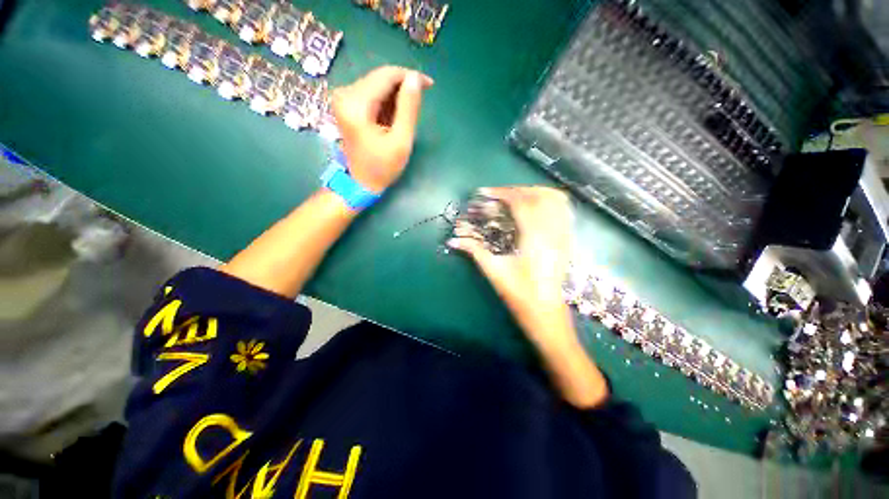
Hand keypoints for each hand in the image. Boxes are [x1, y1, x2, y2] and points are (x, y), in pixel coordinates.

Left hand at [332, 66, 432, 192]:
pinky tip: (392, 120)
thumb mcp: (401, 141)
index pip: (386, 76)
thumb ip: (409, 108)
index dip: (409, 76)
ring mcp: (344, 99)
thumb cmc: (382, 167)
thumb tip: (415, 78)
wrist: (360, 183)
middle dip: (402, 88)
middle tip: (419, 106)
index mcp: (356, 104)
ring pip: (377, 85)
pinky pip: (371, 95)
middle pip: (380, 78)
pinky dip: (386, 104)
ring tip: (404, 119)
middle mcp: (345, 94)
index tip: (429, 85)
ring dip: (395, 98)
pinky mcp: (347, 105)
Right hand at [448, 187, 574, 345]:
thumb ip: (474, 250)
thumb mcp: (494, 270)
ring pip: (556, 199)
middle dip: (516, 190)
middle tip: (498, 195)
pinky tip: (534, 209)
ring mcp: (564, 235)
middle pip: (539, 195)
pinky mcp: (567, 240)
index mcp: (534, 238)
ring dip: (534, 193)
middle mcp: (553, 231)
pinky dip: (548, 202)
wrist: (545, 312)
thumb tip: (453, 239)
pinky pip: (564, 211)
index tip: (485, 193)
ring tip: (516, 198)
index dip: (502, 194)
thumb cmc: (519, 294)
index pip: (521, 203)